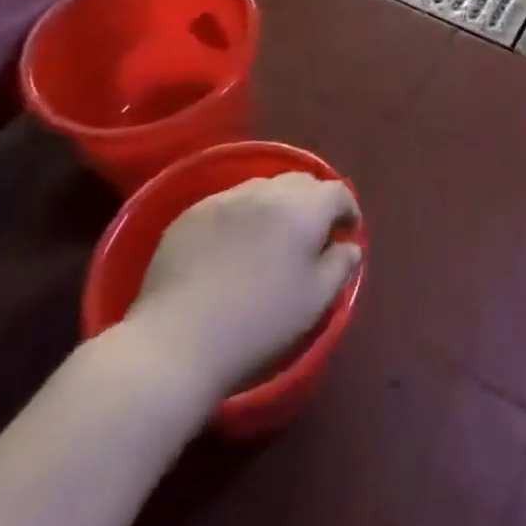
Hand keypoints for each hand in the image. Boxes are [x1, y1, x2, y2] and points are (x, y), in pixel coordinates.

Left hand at [121, 173, 360, 399]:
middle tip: (310, 235)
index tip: (345, 234)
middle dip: (313, 202)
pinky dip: (241, 216)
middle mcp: (266, 191)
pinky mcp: (190, 214)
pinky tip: (231, 249)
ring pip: (263, 187)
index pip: (337, 192)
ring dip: (276, 205)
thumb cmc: (258, 324)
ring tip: (270, 238)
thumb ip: (340, 265)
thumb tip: (349, 246)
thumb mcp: (315, 301)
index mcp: (303, 208)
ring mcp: (225, 199)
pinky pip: (228, 203)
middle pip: (301, 182)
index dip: (347, 210)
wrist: (176, 344)